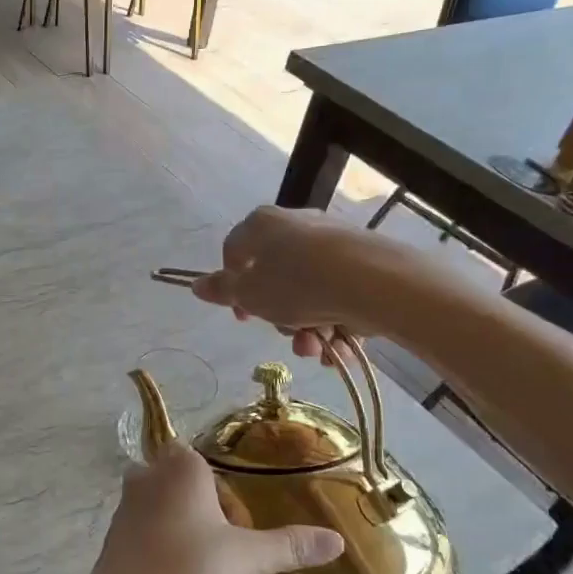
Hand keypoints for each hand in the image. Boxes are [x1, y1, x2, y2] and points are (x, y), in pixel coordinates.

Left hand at [79, 442, 344, 573]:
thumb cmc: (192, 571)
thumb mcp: (250, 559)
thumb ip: (291, 545)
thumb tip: (335, 539)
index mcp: (181, 467)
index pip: (200, 457)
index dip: (220, 486)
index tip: (237, 519)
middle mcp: (147, 475)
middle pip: (178, 478)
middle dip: (199, 502)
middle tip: (224, 539)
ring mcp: (125, 504)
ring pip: (158, 501)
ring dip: (178, 522)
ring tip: (204, 559)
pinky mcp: (113, 534)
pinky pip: (142, 527)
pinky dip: (158, 541)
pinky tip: (176, 572)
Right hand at [188, 205, 434, 358]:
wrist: (376, 282)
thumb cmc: (297, 284)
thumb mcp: (250, 294)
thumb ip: (222, 290)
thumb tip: (196, 285)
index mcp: (261, 224)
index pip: (233, 252)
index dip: (233, 287)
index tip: (244, 316)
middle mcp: (296, 224)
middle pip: (275, 275)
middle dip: (279, 316)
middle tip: (287, 336)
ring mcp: (333, 240)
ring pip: (309, 290)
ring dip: (308, 327)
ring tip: (317, 349)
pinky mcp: (364, 258)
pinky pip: (338, 292)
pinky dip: (336, 319)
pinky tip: (341, 345)